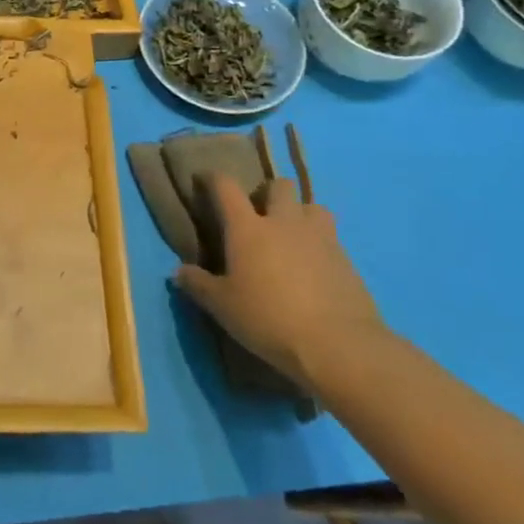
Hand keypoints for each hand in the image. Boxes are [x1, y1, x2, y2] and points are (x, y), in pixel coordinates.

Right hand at [172, 174, 385, 391]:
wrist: (337, 344)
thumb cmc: (268, 318)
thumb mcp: (222, 306)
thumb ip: (198, 285)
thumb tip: (178, 272)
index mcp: (248, 228)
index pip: (226, 188)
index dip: (213, 178)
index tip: (205, 179)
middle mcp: (284, 222)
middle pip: (278, 186)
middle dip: (267, 192)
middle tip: (258, 213)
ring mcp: (319, 237)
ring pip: (311, 206)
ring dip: (300, 213)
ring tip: (292, 234)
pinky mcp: (346, 259)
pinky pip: (330, 237)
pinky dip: (319, 242)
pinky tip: (314, 265)